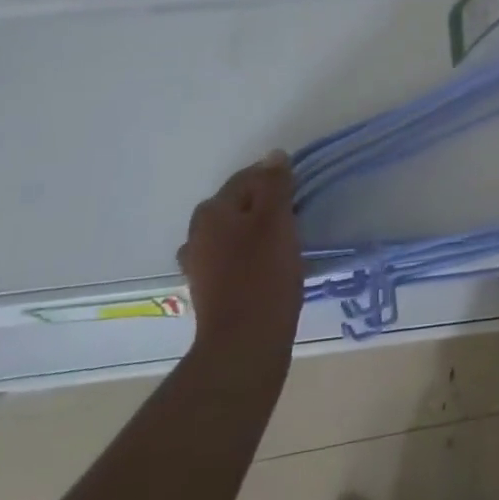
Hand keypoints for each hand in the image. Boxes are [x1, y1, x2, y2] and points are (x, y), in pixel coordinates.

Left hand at [178, 151, 304, 368]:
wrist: (245, 343)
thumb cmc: (263, 275)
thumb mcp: (275, 221)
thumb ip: (274, 185)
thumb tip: (273, 156)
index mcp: (211, 212)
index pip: (247, 178)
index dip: (275, 179)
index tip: (300, 191)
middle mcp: (197, 234)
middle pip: (238, 205)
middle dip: (265, 206)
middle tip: (297, 216)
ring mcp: (200, 265)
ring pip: (235, 233)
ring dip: (257, 232)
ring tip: (286, 242)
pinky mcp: (210, 290)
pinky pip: (234, 259)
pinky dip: (251, 257)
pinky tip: (270, 267)